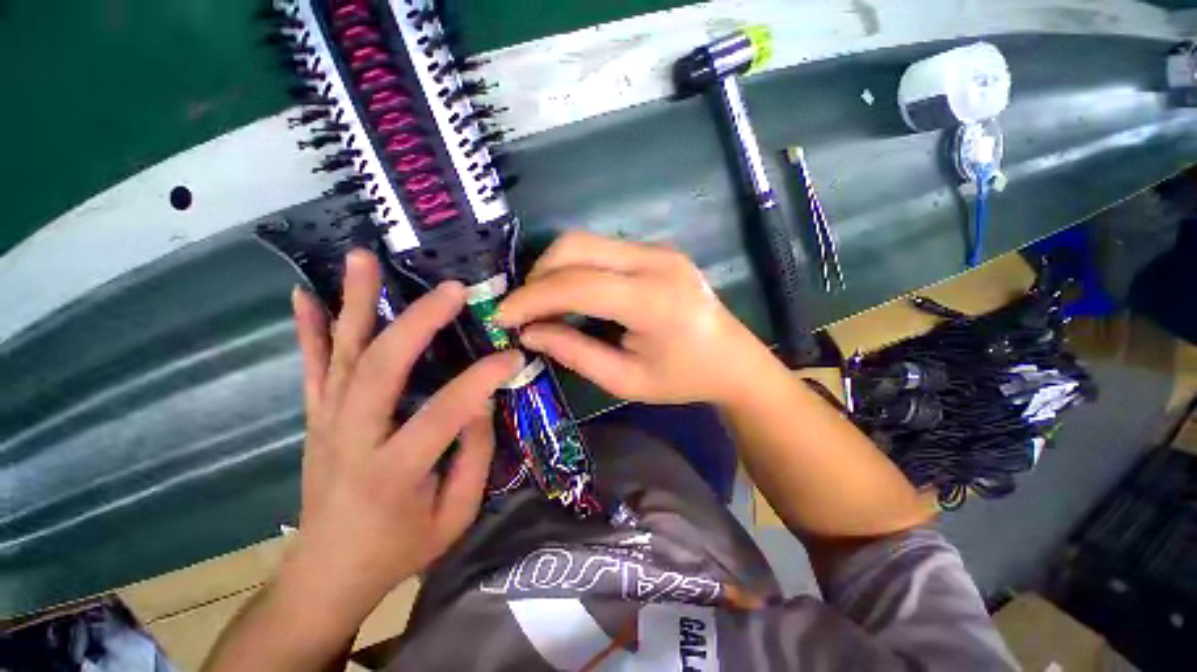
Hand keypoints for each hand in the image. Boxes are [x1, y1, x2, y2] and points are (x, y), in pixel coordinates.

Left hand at [284, 250, 523, 626]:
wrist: (326, 575)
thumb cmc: (399, 550)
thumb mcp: (454, 515)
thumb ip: (474, 455)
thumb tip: (482, 399)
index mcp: (392, 472)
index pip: (444, 412)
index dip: (482, 379)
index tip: (513, 355)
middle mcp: (351, 439)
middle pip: (382, 368)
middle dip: (419, 322)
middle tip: (451, 289)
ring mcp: (326, 424)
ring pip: (342, 355)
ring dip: (354, 303)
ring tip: (363, 258)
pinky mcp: (315, 419)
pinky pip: (311, 369)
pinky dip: (309, 330)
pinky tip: (304, 295)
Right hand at [496, 231, 779, 405]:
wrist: (735, 360)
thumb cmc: (683, 379)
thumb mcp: (626, 380)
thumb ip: (575, 353)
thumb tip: (529, 333)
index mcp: (651, 299)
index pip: (576, 285)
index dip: (531, 299)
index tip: (500, 317)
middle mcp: (655, 261)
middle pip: (576, 247)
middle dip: (538, 276)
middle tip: (524, 311)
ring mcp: (658, 249)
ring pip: (586, 242)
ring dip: (554, 269)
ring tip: (544, 304)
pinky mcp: (656, 250)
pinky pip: (602, 248)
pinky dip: (576, 267)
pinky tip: (573, 293)